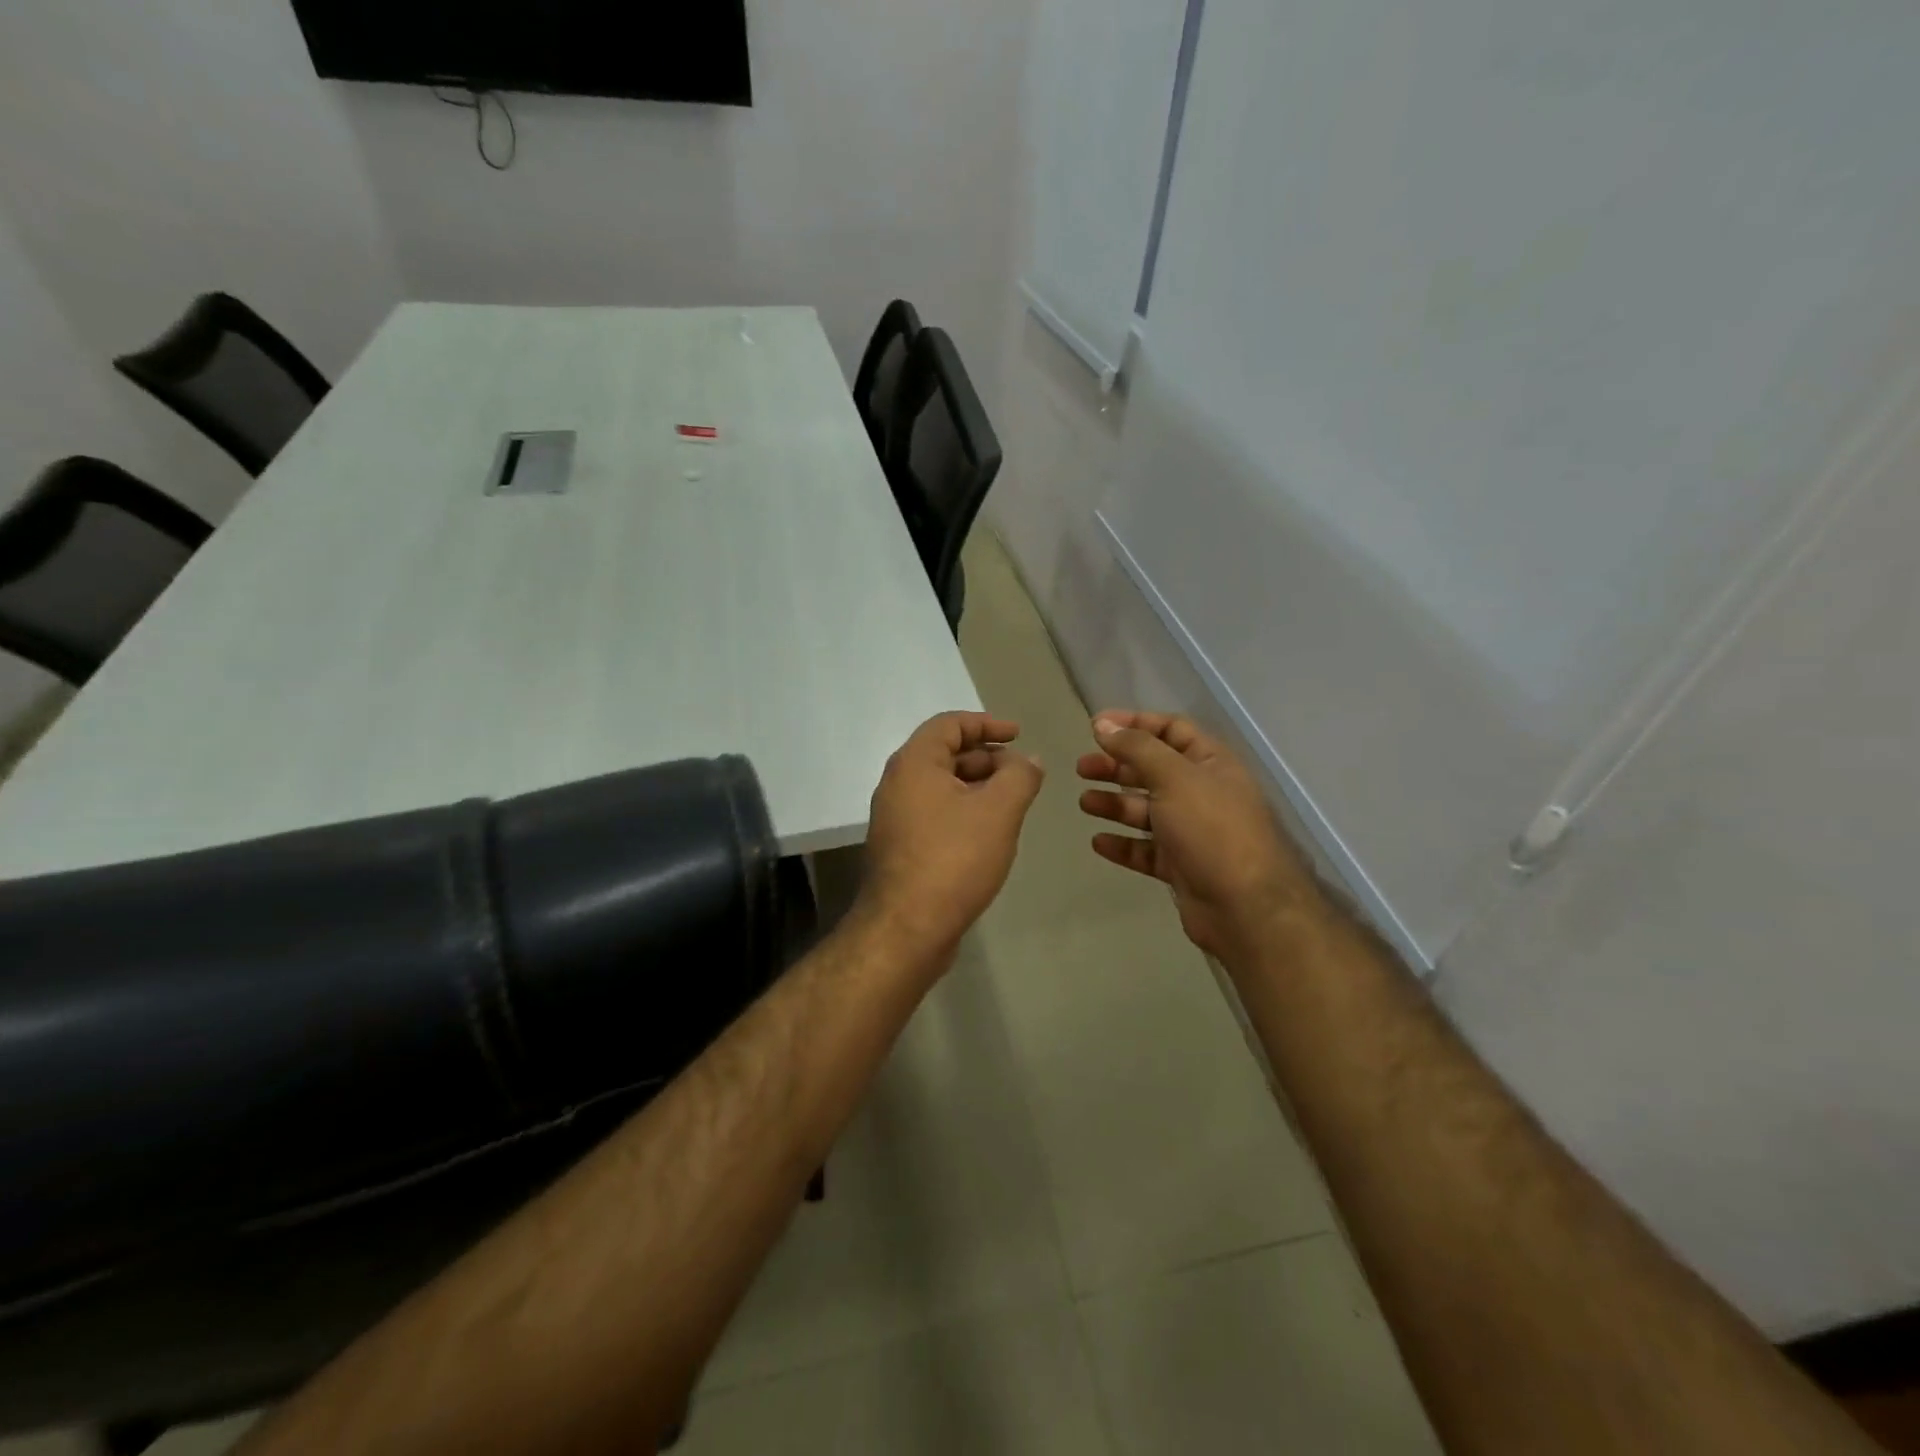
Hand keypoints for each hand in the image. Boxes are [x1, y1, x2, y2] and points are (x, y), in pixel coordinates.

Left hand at [859, 712, 1044, 961]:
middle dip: (987, 758)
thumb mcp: (998, 810)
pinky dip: (963, 812)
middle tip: (1021, 775)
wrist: (906, 928)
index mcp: (914, 763)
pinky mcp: (901, 848)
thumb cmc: (954, 858)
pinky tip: (989, 834)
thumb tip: (1028, 760)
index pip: (949, 724)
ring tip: (1012, 805)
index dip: (987, 723)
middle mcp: (897, 784)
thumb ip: (1020, 776)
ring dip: (977, 787)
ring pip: (941, 787)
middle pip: (944, 754)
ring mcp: (895, 818)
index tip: (1019, 735)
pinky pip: (935, 814)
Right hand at [1078, 710, 1323, 963]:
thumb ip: (1136, 747)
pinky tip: (1099, 842)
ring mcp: (1192, 832)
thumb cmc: (1211, 829)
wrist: (1245, 907)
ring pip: (1146, 811)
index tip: (1095, 727)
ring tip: (1085, 804)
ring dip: (1114, 804)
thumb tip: (1103, 724)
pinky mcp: (1181, 866)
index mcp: (1211, 763)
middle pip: (1153, 770)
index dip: (1134, 723)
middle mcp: (1202, 793)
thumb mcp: (1174, 777)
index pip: (1171, 730)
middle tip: (1082, 768)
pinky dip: (1123, 844)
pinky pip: (1145, 849)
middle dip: (1116, 766)